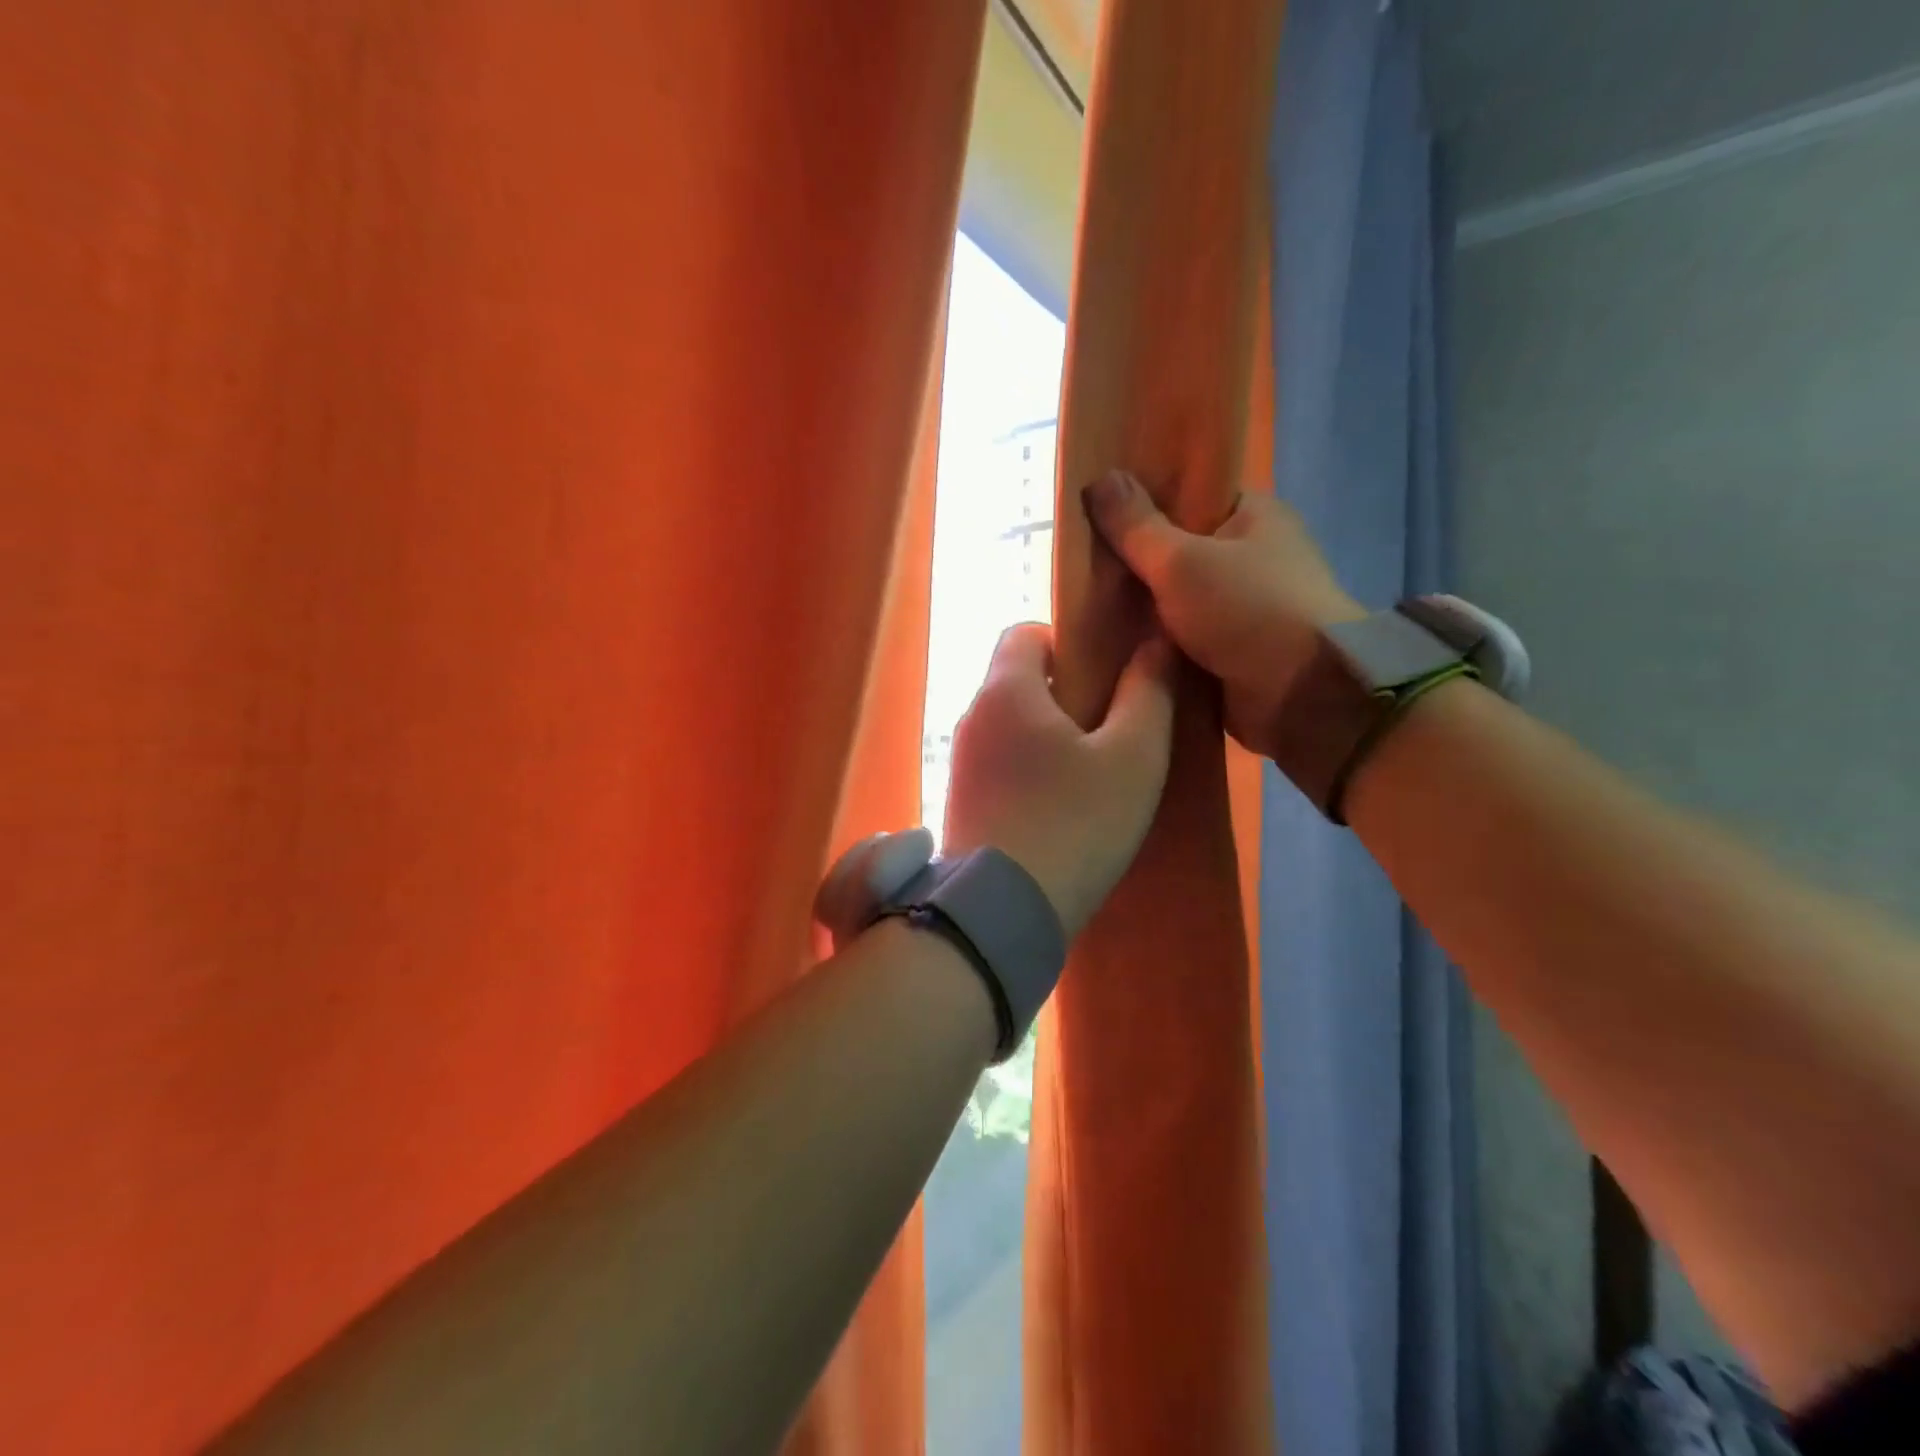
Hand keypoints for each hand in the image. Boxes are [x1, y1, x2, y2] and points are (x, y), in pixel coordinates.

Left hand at [943, 622, 1177, 936]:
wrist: (1000, 913)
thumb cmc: (1074, 824)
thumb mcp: (1133, 757)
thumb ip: (1148, 692)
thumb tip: (1153, 642)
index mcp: (1005, 690)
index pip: (1025, 632)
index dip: (1068, 641)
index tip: (1104, 676)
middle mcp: (971, 718)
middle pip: (1017, 680)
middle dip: (1063, 693)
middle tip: (1109, 729)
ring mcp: (958, 763)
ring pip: (1008, 726)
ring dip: (1046, 736)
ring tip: (1090, 775)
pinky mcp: (958, 803)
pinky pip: (997, 764)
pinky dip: (1027, 770)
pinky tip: (1059, 809)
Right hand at [1082, 470, 1361, 758]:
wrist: (1302, 695)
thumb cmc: (1248, 610)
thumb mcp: (1180, 560)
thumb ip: (1135, 527)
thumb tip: (1096, 479)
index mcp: (1254, 516)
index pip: (1190, 497)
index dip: (1143, 502)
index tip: (1096, 513)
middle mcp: (1253, 557)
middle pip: (1178, 551)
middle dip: (1134, 564)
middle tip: (1080, 566)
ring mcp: (1244, 607)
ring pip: (1176, 600)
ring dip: (1140, 610)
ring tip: (1084, 607)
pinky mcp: (1234, 651)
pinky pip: (1182, 639)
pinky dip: (1154, 644)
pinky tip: (1109, 645)